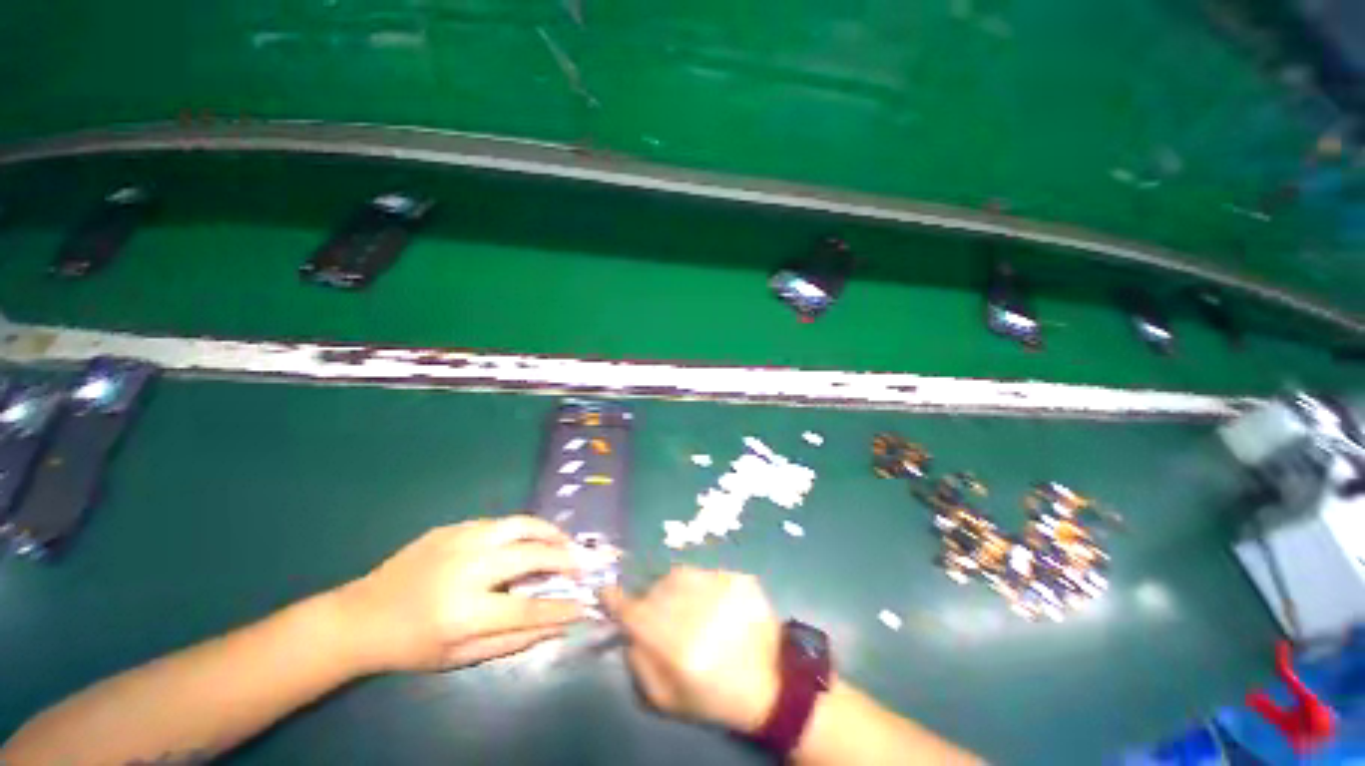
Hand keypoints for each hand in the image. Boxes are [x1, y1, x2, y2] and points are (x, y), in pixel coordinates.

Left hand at [335, 516, 586, 672]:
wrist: (359, 616)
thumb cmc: (410, 646)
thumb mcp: (459, 657)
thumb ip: (513, 640)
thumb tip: (558, 625)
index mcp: (464, 612)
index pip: (527, 607)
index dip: (560, 606)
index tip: (583, 604)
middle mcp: (466, 569)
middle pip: (531, 555)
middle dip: (565, 557)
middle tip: (584, 562)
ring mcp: (458, 541)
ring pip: (519, 524)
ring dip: (549, 531)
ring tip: (564, 540)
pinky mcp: (451, 527)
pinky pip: (498, 523)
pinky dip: (521, 530)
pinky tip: (527, 539)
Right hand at [604, 568, 780, 733]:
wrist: (772, 684)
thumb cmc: (716, 698)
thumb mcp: (669, 700)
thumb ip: (640, 665)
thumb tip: (627, 632)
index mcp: (679, 648)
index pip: (637, 614)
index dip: (617, 601)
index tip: (606, 592)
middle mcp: (699, 613)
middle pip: (658, 590)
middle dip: (650, 598)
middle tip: (658, 612)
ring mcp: (723, 590)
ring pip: (681, 574)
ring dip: (674, 588)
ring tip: (687, 606)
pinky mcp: (741, 579)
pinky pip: (706, 573)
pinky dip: (701, 585)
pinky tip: (713, 605)